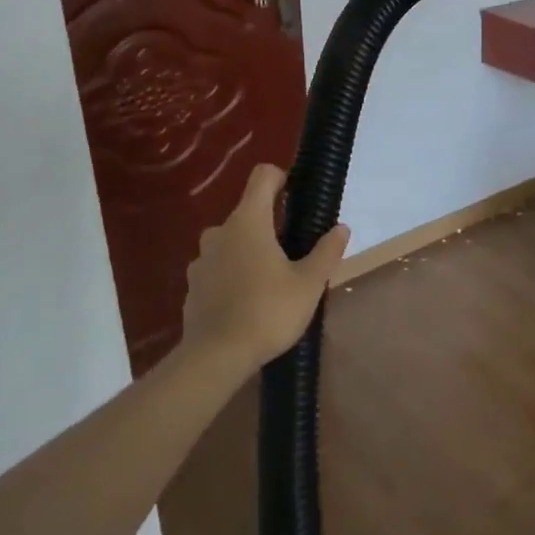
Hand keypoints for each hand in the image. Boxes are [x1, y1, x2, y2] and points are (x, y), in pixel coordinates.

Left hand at [181, 164, 349, 374]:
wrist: (215, 357)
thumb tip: (341, 228)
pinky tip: (249, 303)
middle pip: (248, 213)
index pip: (263, 177)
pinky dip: (234, 276)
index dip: (282, 177)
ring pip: (232, 242)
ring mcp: (202, 259)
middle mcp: (220, 232)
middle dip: (271, 226)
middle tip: (294, 254)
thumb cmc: (268, 311)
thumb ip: (327, 251)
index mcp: (249, 221)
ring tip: (272, 282)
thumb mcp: (309, 283)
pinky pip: (218, 269)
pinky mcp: (193, 286)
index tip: (297, 195)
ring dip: (250, 252)